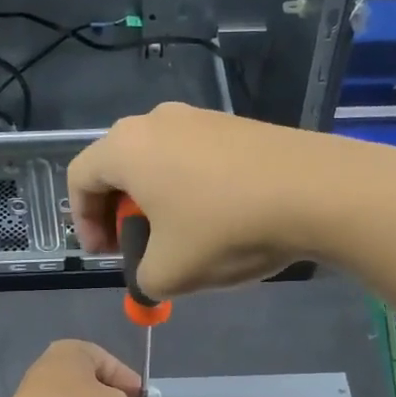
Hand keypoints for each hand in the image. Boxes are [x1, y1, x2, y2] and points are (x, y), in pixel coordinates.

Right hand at [67, 102, 352, 298]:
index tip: (105, 255)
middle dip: (119, 213)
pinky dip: (188, 190)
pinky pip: (192, 158)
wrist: (316, 191)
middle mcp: (155, 121)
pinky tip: (216, 220)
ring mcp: (199, 117)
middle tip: (135, 249)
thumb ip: (142, 279)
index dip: (82, 223)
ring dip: (155, 203)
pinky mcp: (234, 125)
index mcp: (126, 148)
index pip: (80, 180)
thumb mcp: (170, 272)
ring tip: (178, 240)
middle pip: (117, 167)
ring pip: (157, 162)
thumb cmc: (225, 229)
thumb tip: (149, 275)